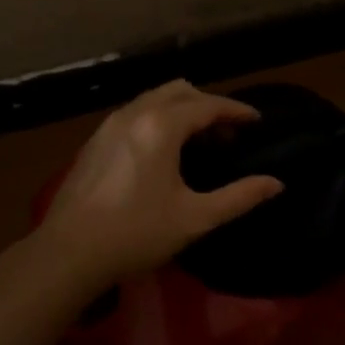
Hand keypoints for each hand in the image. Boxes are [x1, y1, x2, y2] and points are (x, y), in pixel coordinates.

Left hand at [33, 80, 283, 290]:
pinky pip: (135, 113)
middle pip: (180, 91)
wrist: (69, 252)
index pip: (208, 105)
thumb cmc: (136, 233)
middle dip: (208, 105)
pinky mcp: (95, 140)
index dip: (236, 111)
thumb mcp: (195, 218)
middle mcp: (135, 113)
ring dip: (182, 110)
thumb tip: (276, 184)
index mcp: (161, 126)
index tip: (257, 121)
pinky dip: (158, 118)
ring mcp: (110, 124)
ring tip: (199, 141)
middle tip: (228, 134)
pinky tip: (163, 152)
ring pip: (154, 99)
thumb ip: (239, 197)